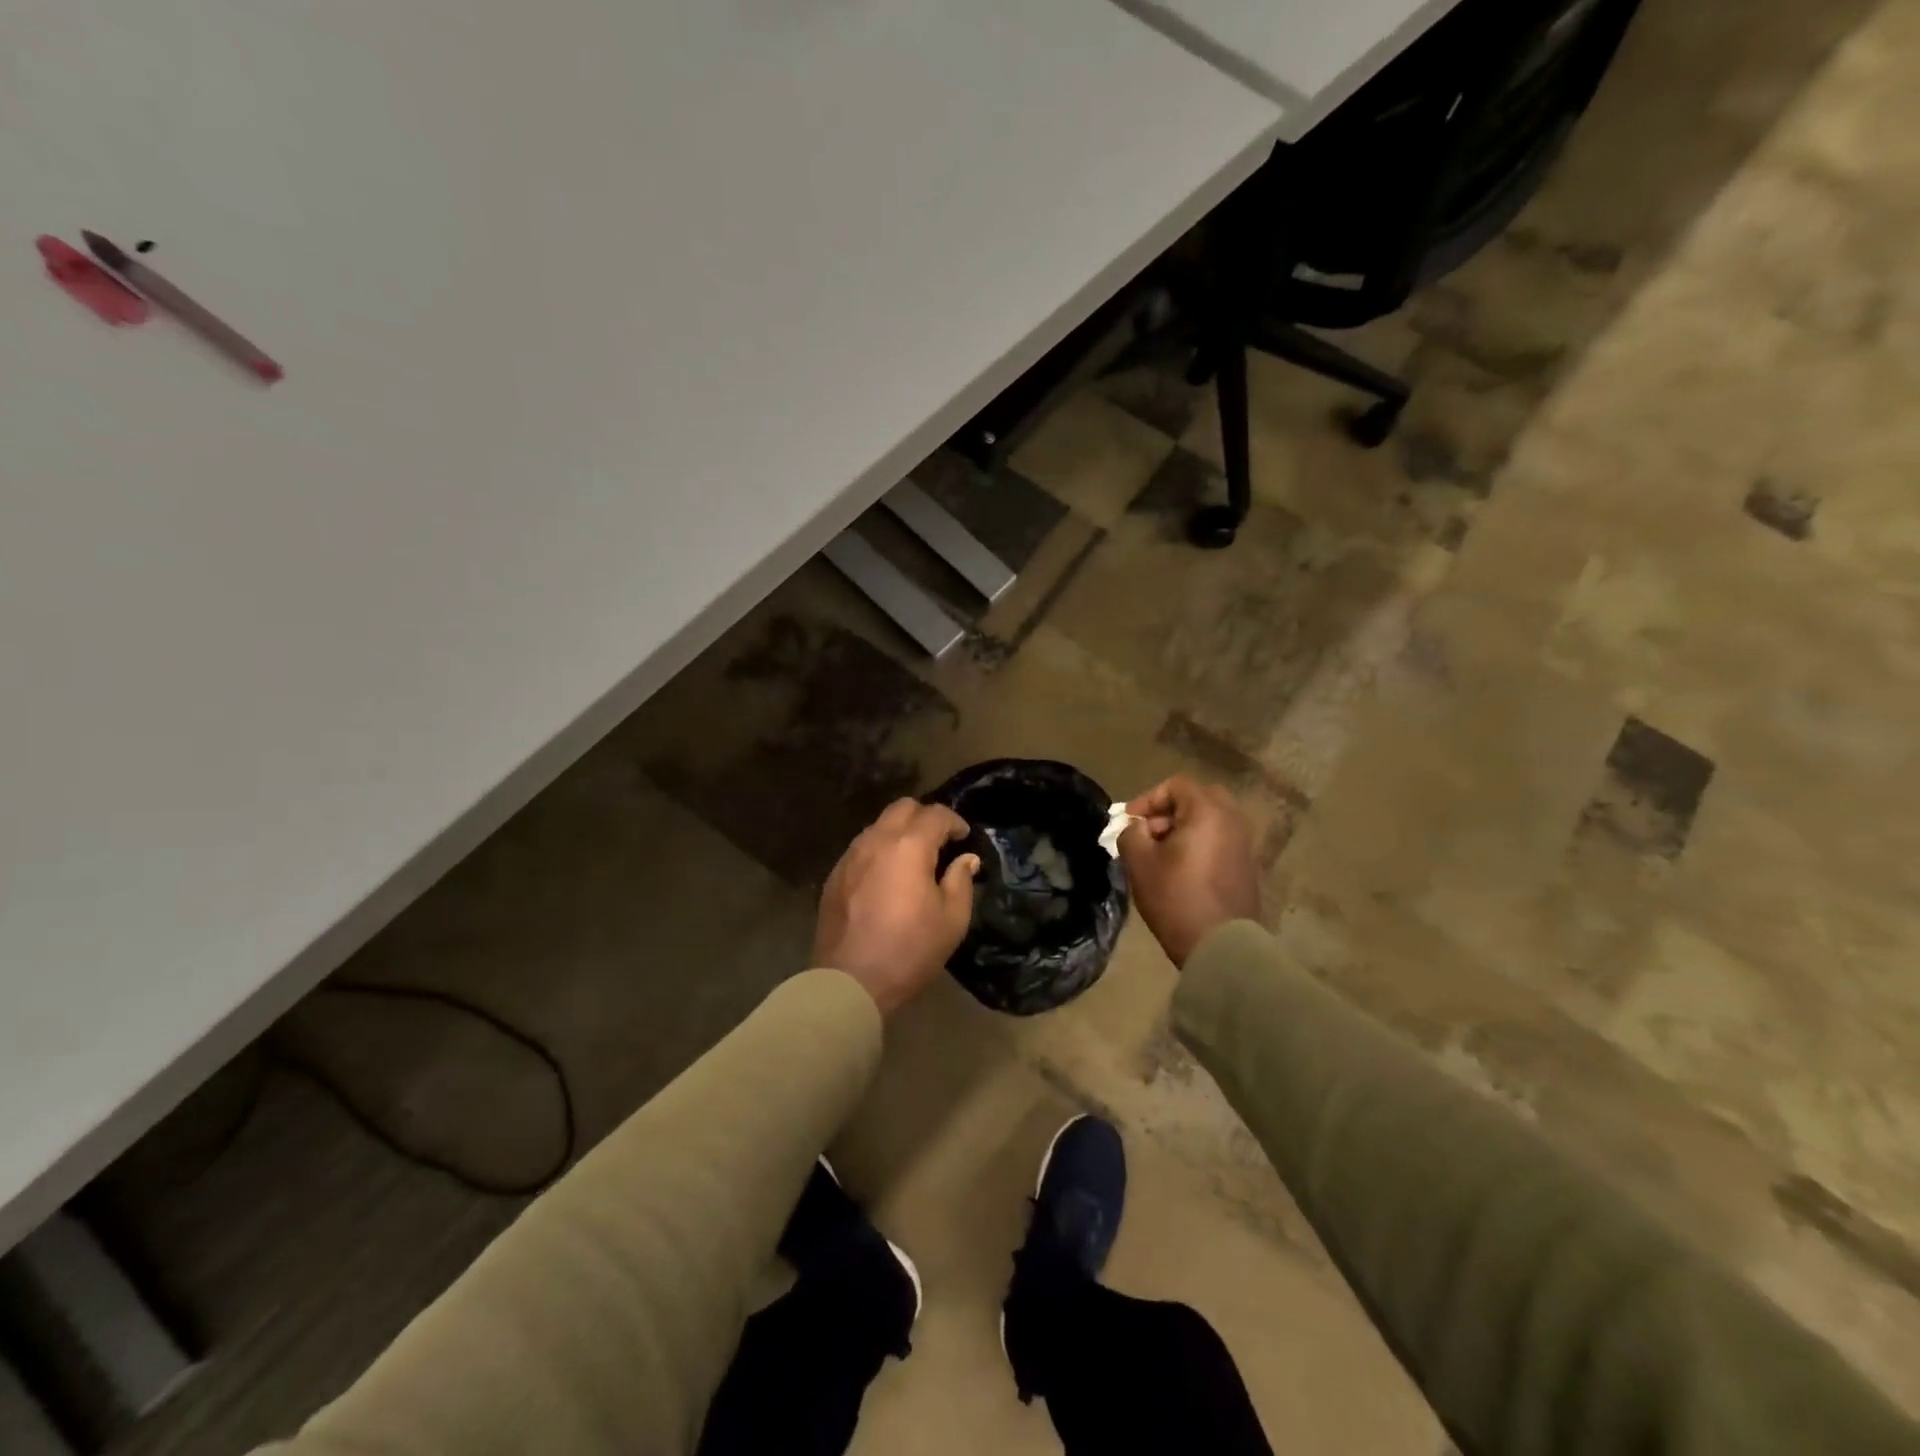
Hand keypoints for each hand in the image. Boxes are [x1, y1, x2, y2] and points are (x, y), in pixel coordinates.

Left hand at [813, 800, 980, 1016]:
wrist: (850, 981)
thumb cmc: (909, 951)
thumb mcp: (951, 920)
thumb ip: (960, 881)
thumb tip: (965, 859)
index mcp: (908, 847)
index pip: (935, 815)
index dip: (954, 821)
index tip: (964, 837)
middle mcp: (876, 841)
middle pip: (902, 808)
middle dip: (925, 817)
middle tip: (940, 840)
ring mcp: (850, 856)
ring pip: (878, 826)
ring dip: (899, 832)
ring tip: (913, 858)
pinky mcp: (835, 875)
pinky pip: (861, 848)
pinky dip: (879, 850)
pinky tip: (887, 876)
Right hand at [1117, 776, 1260, 967]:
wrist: (1221, 945)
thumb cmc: (1176, 897)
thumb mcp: (1140, 862)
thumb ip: (1131, 833)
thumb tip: (1137, 828)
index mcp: (1208, 811)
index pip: (1176, 785)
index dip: (1148, 799)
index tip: (1130, 822)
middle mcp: (1232, 820)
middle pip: (1197, 799)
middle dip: (1168, 811)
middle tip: (1148, 833)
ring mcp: (1244, 844)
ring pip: (1209, 821)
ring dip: (1183, 829)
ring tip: (1160, 855)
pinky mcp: (1247, 867)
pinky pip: (1219, 841)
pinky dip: (1199, 845)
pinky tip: (1180, 871)